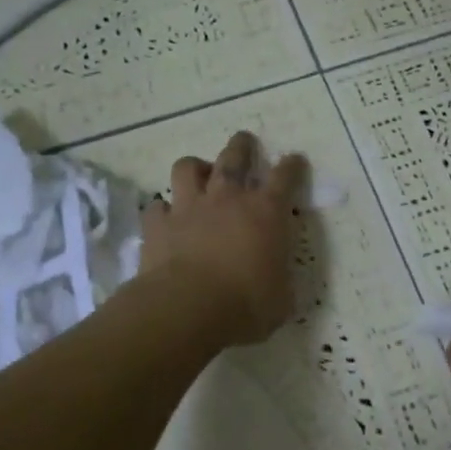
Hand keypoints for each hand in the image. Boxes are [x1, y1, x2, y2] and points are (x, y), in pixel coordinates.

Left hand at [139, 132, 306, 346]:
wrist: (188, 308)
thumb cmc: (246, 305)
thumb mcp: (280, 297)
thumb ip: (279, 278)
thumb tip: (276, 279)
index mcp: (266, 213)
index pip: (284, 177)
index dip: (291, 166)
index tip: (294, 160)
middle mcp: (227, 199)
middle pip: (234, 157)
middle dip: (242, 146)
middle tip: (244, 141)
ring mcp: (189, 208)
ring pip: (188, 168)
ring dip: (195, 167)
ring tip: (198, 173)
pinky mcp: (158, 225)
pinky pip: (156, 206)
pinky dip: (161, 209)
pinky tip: (164, 217)